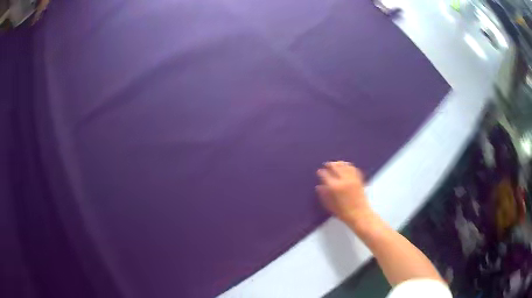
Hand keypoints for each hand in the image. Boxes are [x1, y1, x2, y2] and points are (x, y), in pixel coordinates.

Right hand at [316, 161, 372, 224]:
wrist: (360, 214)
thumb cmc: (344, 213)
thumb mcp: (330, 206)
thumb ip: (324, 195)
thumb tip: (319, 187)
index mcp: (335, 187)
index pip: (326, 175)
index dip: (322, 172)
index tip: (319, 171)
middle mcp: (344, 180)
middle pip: (336, 167)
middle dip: (330, 164)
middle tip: (326, 164)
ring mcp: (353, 179)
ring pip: (345, 165)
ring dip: (339, 163)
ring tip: (336, 164)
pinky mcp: (359, 180)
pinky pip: (354, 169)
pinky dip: (349, 166)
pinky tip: (346, 167)